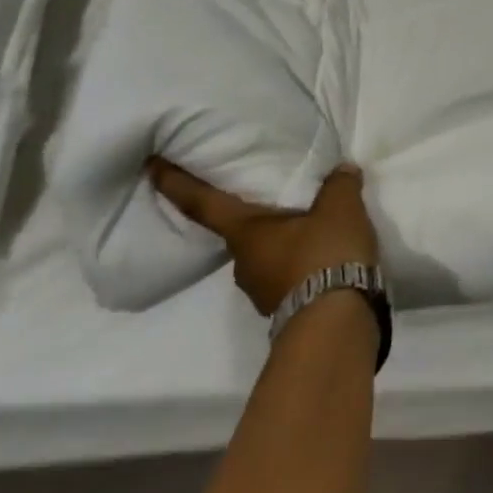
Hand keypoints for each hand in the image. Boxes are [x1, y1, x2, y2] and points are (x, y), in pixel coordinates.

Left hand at [148, 158, 379, 315]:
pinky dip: (301, 260)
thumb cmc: (324, 254)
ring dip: (283, 240)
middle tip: (273, 195)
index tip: (151, 167)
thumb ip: (338, 183)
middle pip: (240, 231)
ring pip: (266, 255)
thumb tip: (342, 171)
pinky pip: (288, 274)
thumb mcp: (340, 206)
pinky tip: (326, 252)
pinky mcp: (286, 308)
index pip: (202, 203)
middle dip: (253, 215)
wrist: (336, 325)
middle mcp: (244, 262)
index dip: (176, 183)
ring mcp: (262, 291)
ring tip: (312, 224)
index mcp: (245, 233)